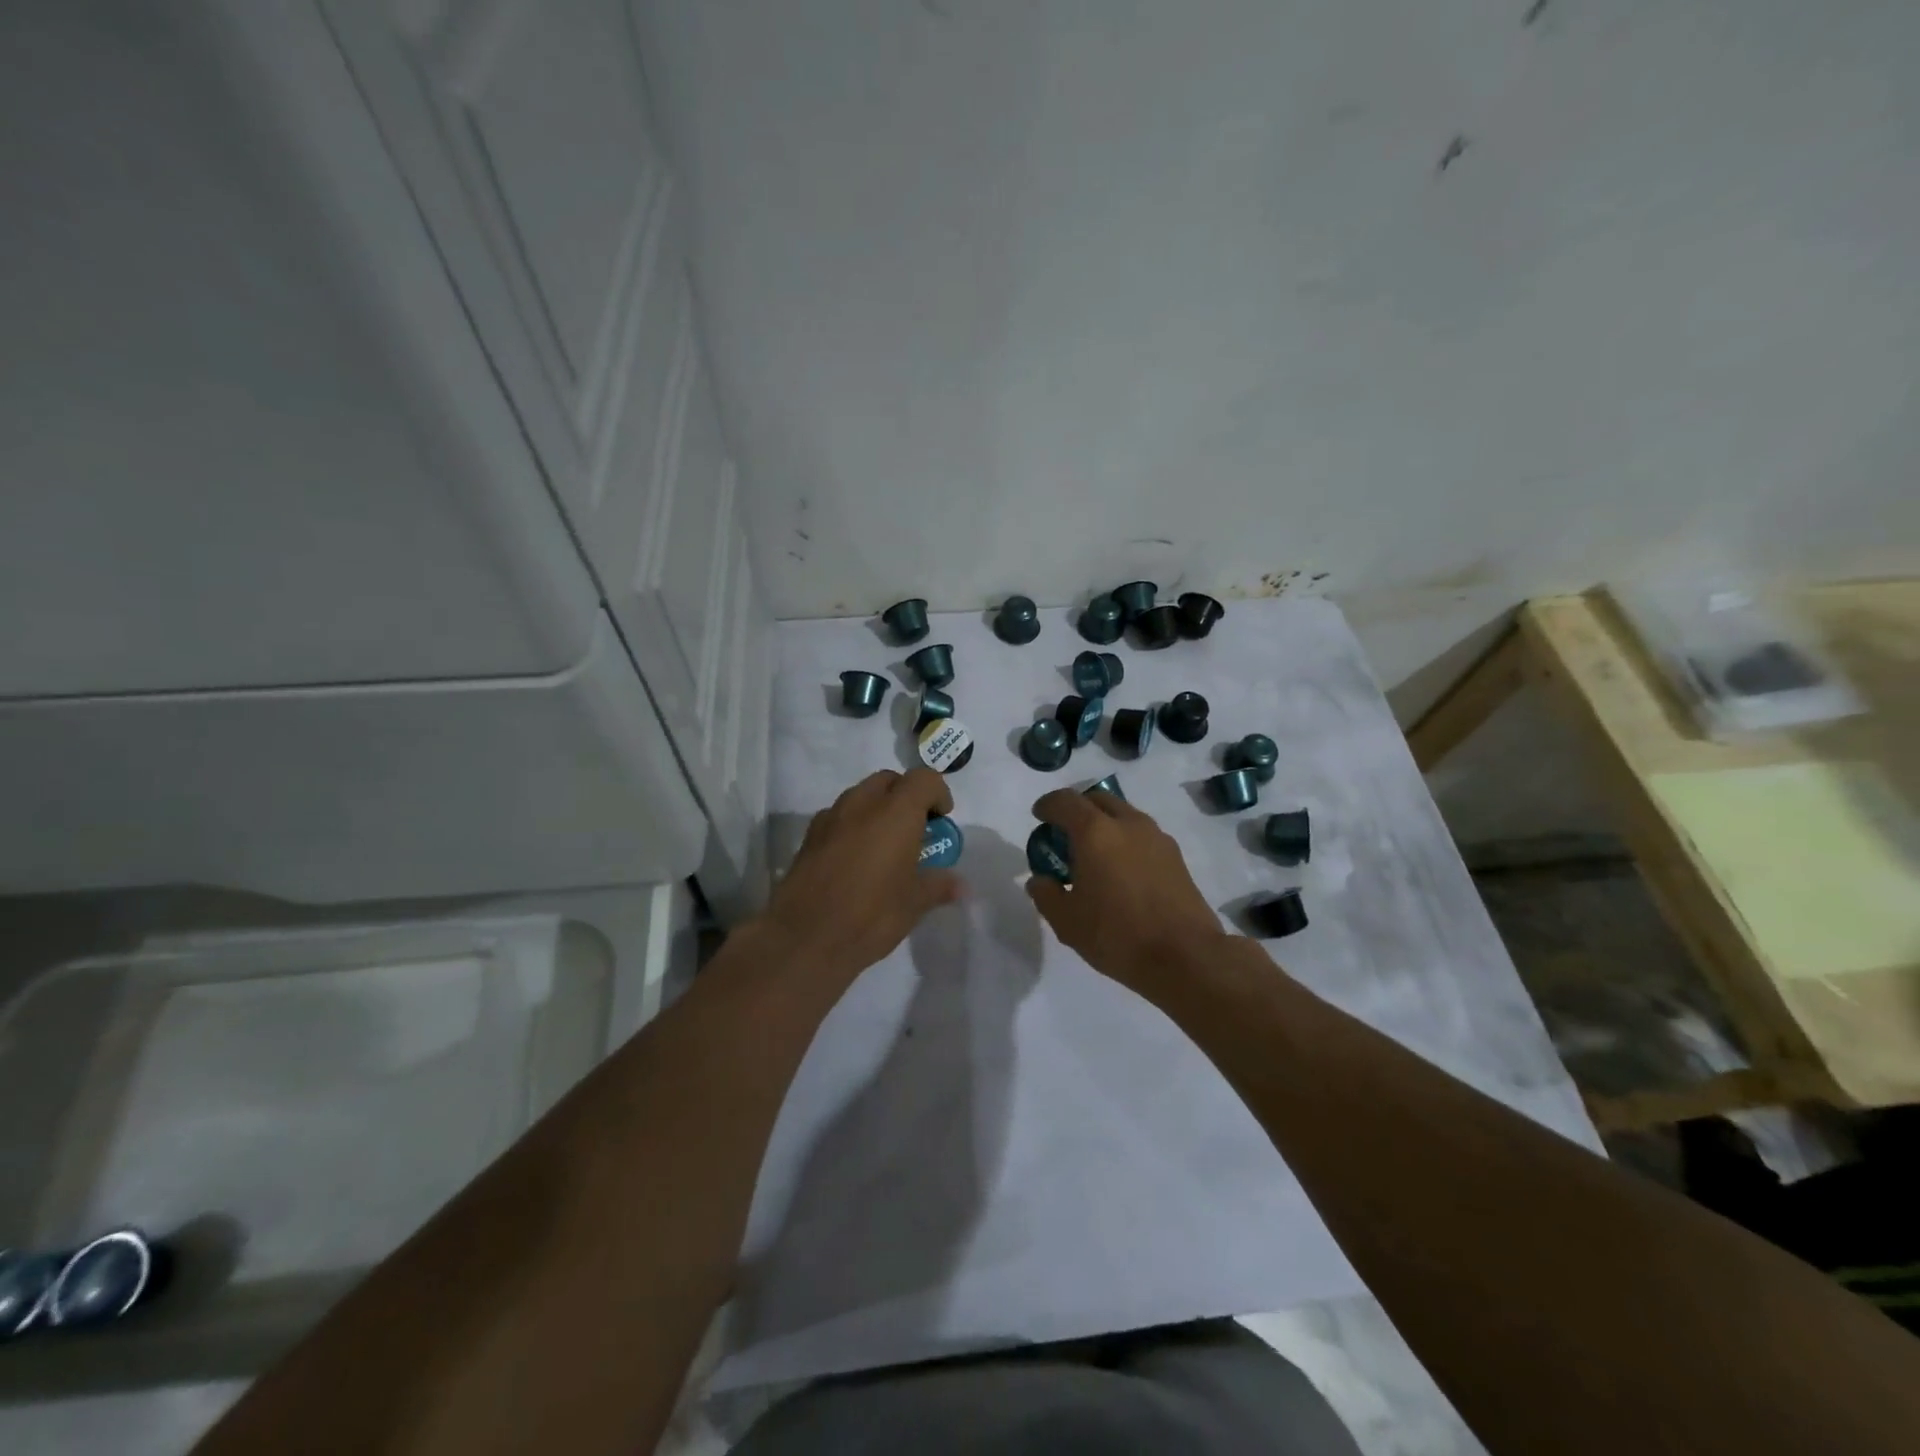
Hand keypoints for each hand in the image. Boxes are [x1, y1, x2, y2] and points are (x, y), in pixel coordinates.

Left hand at [759, 768, 963, 982]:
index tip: (941, 820)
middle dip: (905, 797)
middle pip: (889, 781)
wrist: (805, 937)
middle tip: (914, 830)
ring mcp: (831, 817)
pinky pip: (838, 817)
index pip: (923, 779)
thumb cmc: (871, 915)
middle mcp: (862, 803)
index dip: (937, 793)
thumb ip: (938, 886)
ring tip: (884, 846)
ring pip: (860, 795)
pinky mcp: (809, 836)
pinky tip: (855, 860)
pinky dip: (852, 826)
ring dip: (877, 809)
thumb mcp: (914, 903)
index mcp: (896, 812)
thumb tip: (960, 885)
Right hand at [1025, 788, 1229, 998]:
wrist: (1185, 956)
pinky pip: (1142, 835)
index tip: (1039, 816)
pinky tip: (1122, 872)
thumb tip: (1040, 880)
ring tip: (1095, 855)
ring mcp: (1156, 837)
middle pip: (1098, 800)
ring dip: (1105, 824)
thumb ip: (1046, 894)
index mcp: (1095, 832)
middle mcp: (1128, 824)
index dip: (1047, 805)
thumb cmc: (1117, 935)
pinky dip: (1125, 841)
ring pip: (1124, 815)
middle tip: (1065, 835)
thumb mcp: (1067, 921)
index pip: (1065, 801)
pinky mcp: (1175, 856)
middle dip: (1078, 809)